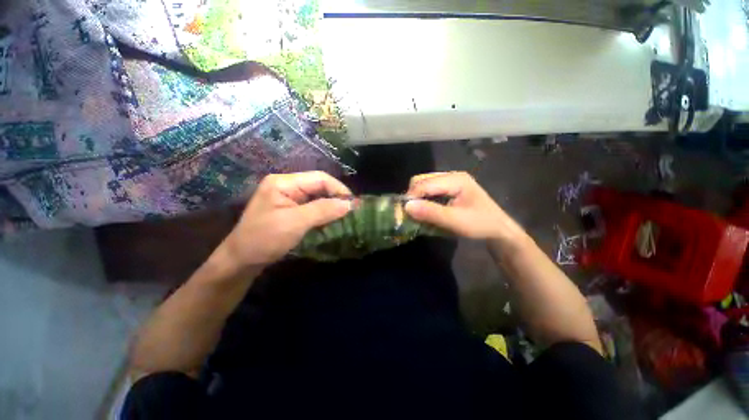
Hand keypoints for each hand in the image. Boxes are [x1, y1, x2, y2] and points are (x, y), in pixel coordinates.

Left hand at [223, 171, 351, 267]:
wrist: (241, 261)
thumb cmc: (264, 239)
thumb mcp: (295, 223)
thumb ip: (323, 210)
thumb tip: (350, 204)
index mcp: (284, 182)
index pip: (320, 178)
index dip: (339, 189)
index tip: (353, 205)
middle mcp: (287, 185)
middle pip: (319, 186)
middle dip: (336, 198)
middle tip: (351, 212)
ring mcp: (288, 197)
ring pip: (318, 196)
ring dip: (332, 206)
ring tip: (345, 216)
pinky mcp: (291, 209)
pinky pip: (313, 206)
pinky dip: (324, 213)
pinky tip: (332, 220)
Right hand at [405, 172, 530, 252]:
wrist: (498, 229)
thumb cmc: (480, 225)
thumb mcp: (455, 221)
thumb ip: (431, 213)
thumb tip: (407, 206)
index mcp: (456, 179)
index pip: (425, 183)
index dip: (412, 196)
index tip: (403, 212)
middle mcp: (452, 175)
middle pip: (422, 180)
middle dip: (413, 196)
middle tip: (412, 213)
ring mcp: (451, 180)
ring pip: (424, 184)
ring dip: (418, 197)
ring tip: (418, 212)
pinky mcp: (450, 187)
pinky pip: (430, 189)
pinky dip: (424, 199)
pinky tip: (426, 209)